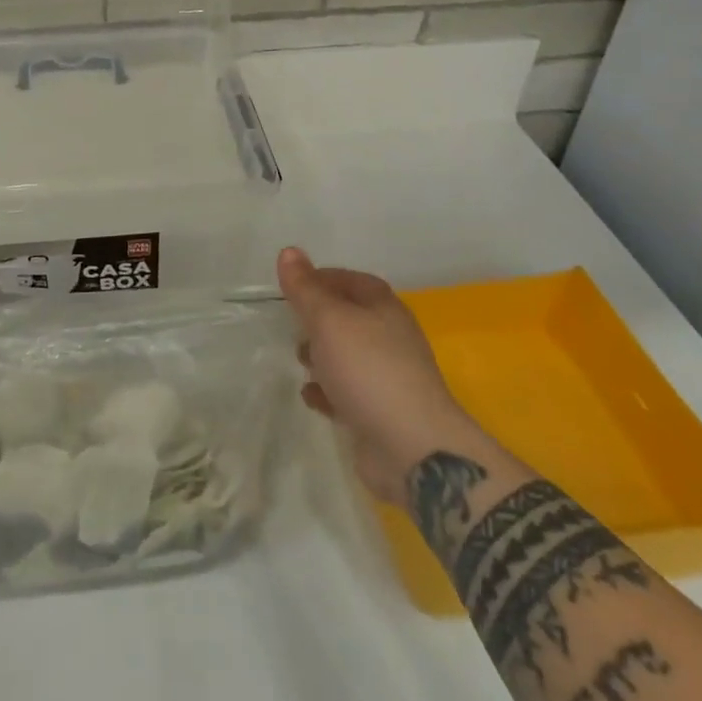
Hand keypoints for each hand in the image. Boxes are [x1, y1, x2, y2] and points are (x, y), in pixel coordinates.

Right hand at [278, 247, 470, 503]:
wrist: (412, 448)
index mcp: (384, 308)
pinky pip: (349, 393)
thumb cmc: (368, 370)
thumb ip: (306, 289)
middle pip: (349, 318)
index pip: (351, 280)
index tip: (291, 286)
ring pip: (348, 356)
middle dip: (318, 320)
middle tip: (291, 325)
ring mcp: (388, 377)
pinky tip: (312, 397)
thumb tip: (289, 251)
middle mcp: (390, 338)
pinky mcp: (381, 412)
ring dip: (322, 356)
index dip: (321, 278)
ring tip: (300, 362)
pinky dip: (328, 391)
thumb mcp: (329, 320)